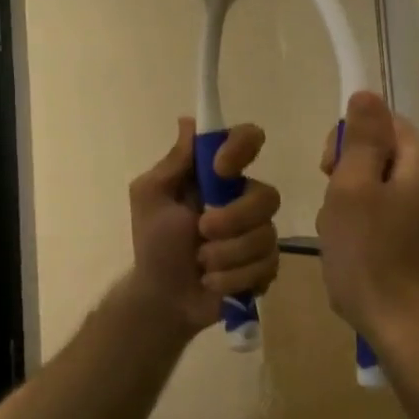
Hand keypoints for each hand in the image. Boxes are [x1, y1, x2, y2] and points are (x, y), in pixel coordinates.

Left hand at [127, 119, 281, 335]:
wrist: (162, 297)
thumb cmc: (153, 243)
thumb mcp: (151, 196)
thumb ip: (174, 162)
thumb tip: (189, 121)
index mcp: (217, 176)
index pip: (248, 140)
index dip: (242, 148)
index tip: (220, 169)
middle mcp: (243, 198)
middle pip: (267, 195)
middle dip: (233, 219)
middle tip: (201, 231)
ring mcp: (259, 232)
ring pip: (266, 235)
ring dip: (226, 254)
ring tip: (202, 264)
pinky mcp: (266, 265)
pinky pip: (267, 266)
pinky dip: (233, 278)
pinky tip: (213, 282)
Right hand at [316, 92, 418, 349]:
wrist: (413, 334)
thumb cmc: (373, 258)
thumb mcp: (353, 189)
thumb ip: (362, 138)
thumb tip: (367, 93)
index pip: (379, 122)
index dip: (346, 141)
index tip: (329, 173)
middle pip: (379, 158)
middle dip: (346, 180)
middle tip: (335, 215)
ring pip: (379, 194)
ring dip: (352, 212)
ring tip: (343, 245)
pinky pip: (389, 224)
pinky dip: (367, 236)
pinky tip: (358, 262)